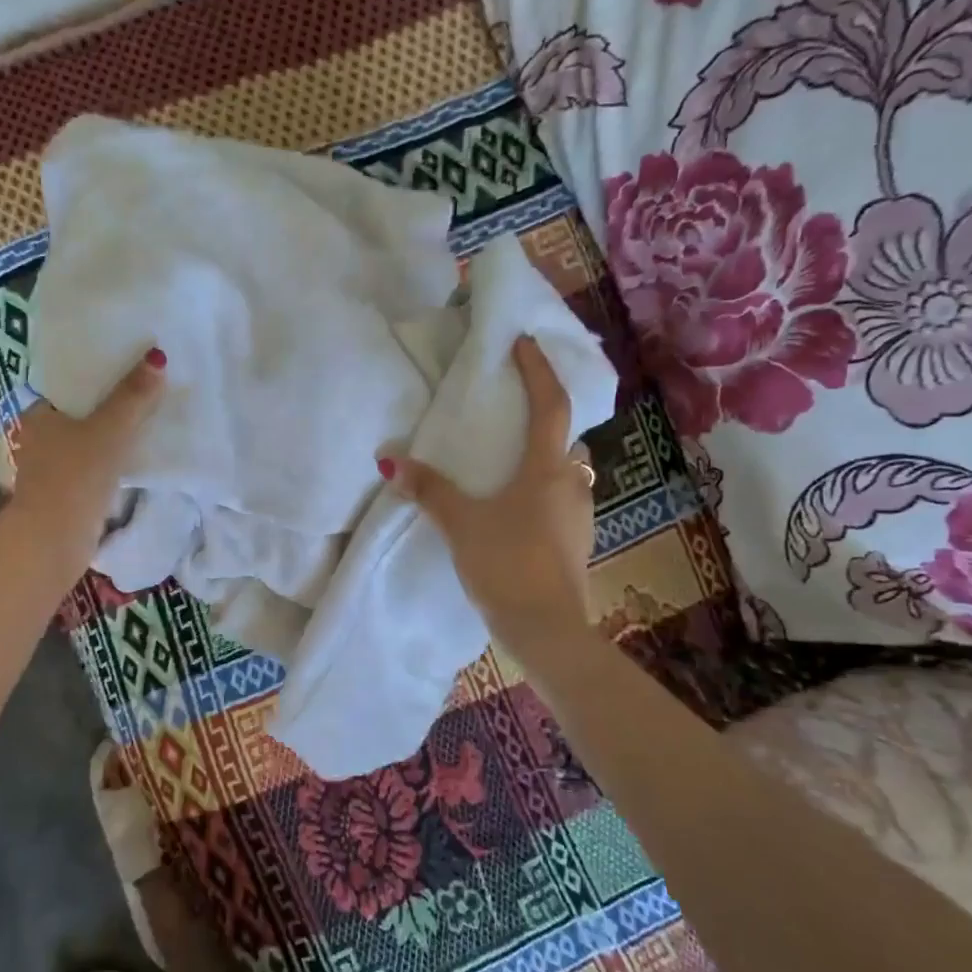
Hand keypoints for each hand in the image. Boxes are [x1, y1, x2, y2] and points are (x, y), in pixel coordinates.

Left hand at [6, 349, 165, 575]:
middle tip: (149, 385)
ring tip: (151, 414)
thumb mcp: (109, 431)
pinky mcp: (68, 493)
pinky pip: (96, 464)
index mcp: (38, 413)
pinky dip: (114, 458)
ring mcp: (53, 467)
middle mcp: (40, 437)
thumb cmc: (74, 477)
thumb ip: (132, 397)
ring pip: (90, 439)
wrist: (53, 541)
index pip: (69, 382)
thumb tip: (157, 357)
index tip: (130, 361)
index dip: (98, 371)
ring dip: (115, 432)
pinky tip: (139, 453)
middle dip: (112, 402)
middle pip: (83, 411)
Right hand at [383, 336, 597, 653]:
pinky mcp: (576, 544)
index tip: (524, 344)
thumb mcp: (461, 523)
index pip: (550, 405)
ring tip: (509, 468)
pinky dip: (542, 495)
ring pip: (566, 474)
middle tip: (515, 415)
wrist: (546, 628)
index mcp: (547, 469)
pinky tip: (516, 514)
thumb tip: (391, 461)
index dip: (538, 370)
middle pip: (565, 440)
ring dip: (544, 462)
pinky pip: (561, 503)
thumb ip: (430, 490)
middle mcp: (573, 484)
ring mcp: (580, 516)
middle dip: (546, 421)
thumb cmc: (506, 563)